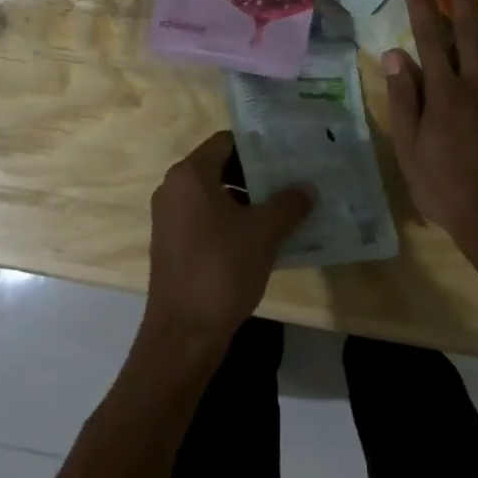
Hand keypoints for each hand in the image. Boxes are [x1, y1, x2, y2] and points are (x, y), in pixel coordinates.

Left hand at [144, 133, 313, 349]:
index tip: (285, 154)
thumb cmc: (221, 269)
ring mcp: (168, 218)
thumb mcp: (264, 233)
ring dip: (244, 198)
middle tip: (289, 180)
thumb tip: (309, 188)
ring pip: (212, 194)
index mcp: (190, 174)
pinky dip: (229, 219)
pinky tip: (258, 238)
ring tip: (280, 208)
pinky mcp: (170, 244)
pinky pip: (203, 217)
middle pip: (218, 166)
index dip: (256, 146)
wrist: (183, 335)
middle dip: (254, 174)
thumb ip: (289, 204)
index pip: (226, 141)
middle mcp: (173, 188)